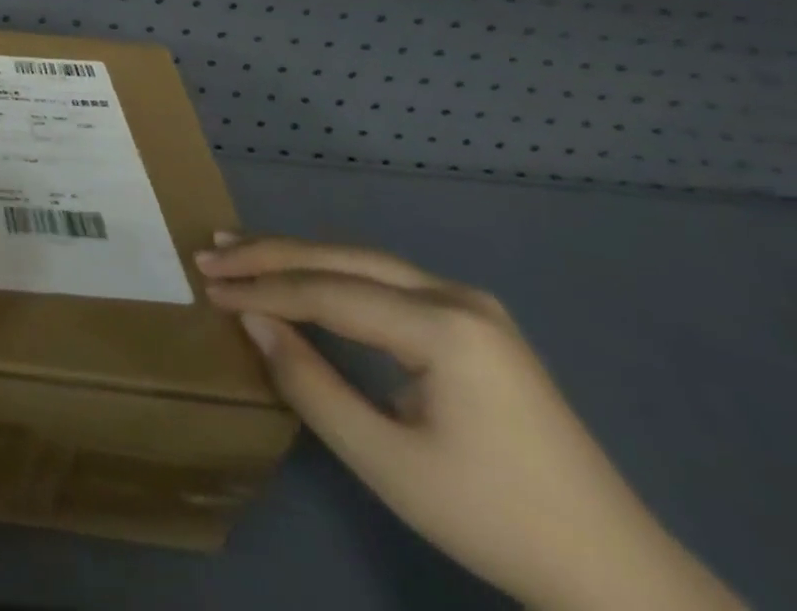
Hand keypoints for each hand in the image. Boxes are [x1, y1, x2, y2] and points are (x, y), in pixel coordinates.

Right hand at [197, 236, 742, 610]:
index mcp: (444, 328)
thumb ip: (310, 385)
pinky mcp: (473, 322)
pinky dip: (332, 274)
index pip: (327, 293)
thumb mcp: (386, 463)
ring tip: (239, 250)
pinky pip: (384, 281)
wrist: (617, 574)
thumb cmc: (493, 519)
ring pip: (361, 262)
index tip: (207, 287)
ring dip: (297, 257)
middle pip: (341, 260)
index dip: (260, 289)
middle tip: (210, 252)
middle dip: (270, 255)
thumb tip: (253, 322)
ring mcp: (470, 305)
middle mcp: (456, 297)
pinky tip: (301, 274)